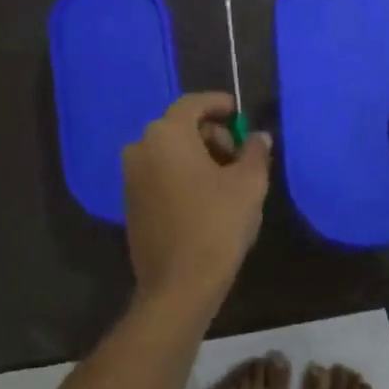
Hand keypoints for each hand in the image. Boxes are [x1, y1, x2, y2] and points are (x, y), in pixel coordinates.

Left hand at [123, 92, 270, 312]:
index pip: (193, 104)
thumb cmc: (217, 225)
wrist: (179, 284)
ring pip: (169, 153)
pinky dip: (182, 176)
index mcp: (166, 135)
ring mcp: (130, 178)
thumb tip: (258, 137)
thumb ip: (255, 152)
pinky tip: (205, 199)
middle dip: (212, 136)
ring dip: (198, 158)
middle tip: (240, 156)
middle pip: (180, 128)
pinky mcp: (130, 203)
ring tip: (227, 181)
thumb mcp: (249, 184)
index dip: (218, 104)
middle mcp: (140, 148)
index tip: (238, 111)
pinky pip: (160, 175)